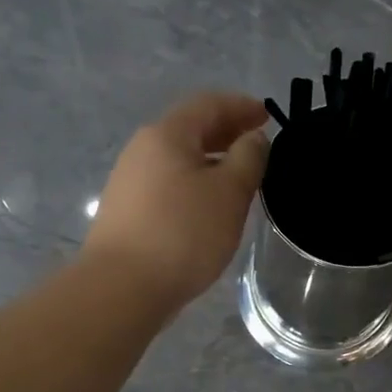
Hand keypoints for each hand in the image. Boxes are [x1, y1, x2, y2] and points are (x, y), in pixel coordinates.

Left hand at [83, 92, 268, 310]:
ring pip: (178, 159)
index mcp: (167, 134)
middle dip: (226, 132)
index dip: (241, 106)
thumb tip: (252, 139)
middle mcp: (142, 150)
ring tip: (239, 178)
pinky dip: (195, 183)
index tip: (268, 116)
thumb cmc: (183, 233)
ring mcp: (129, 182)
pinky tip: (209, 207)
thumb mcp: (229, 193)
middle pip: (190, 129)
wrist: (122, 288)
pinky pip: (168, 184)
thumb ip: (248, 158)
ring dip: (211, 160)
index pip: (208, 104)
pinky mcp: (127, 212)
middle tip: (258, 145)